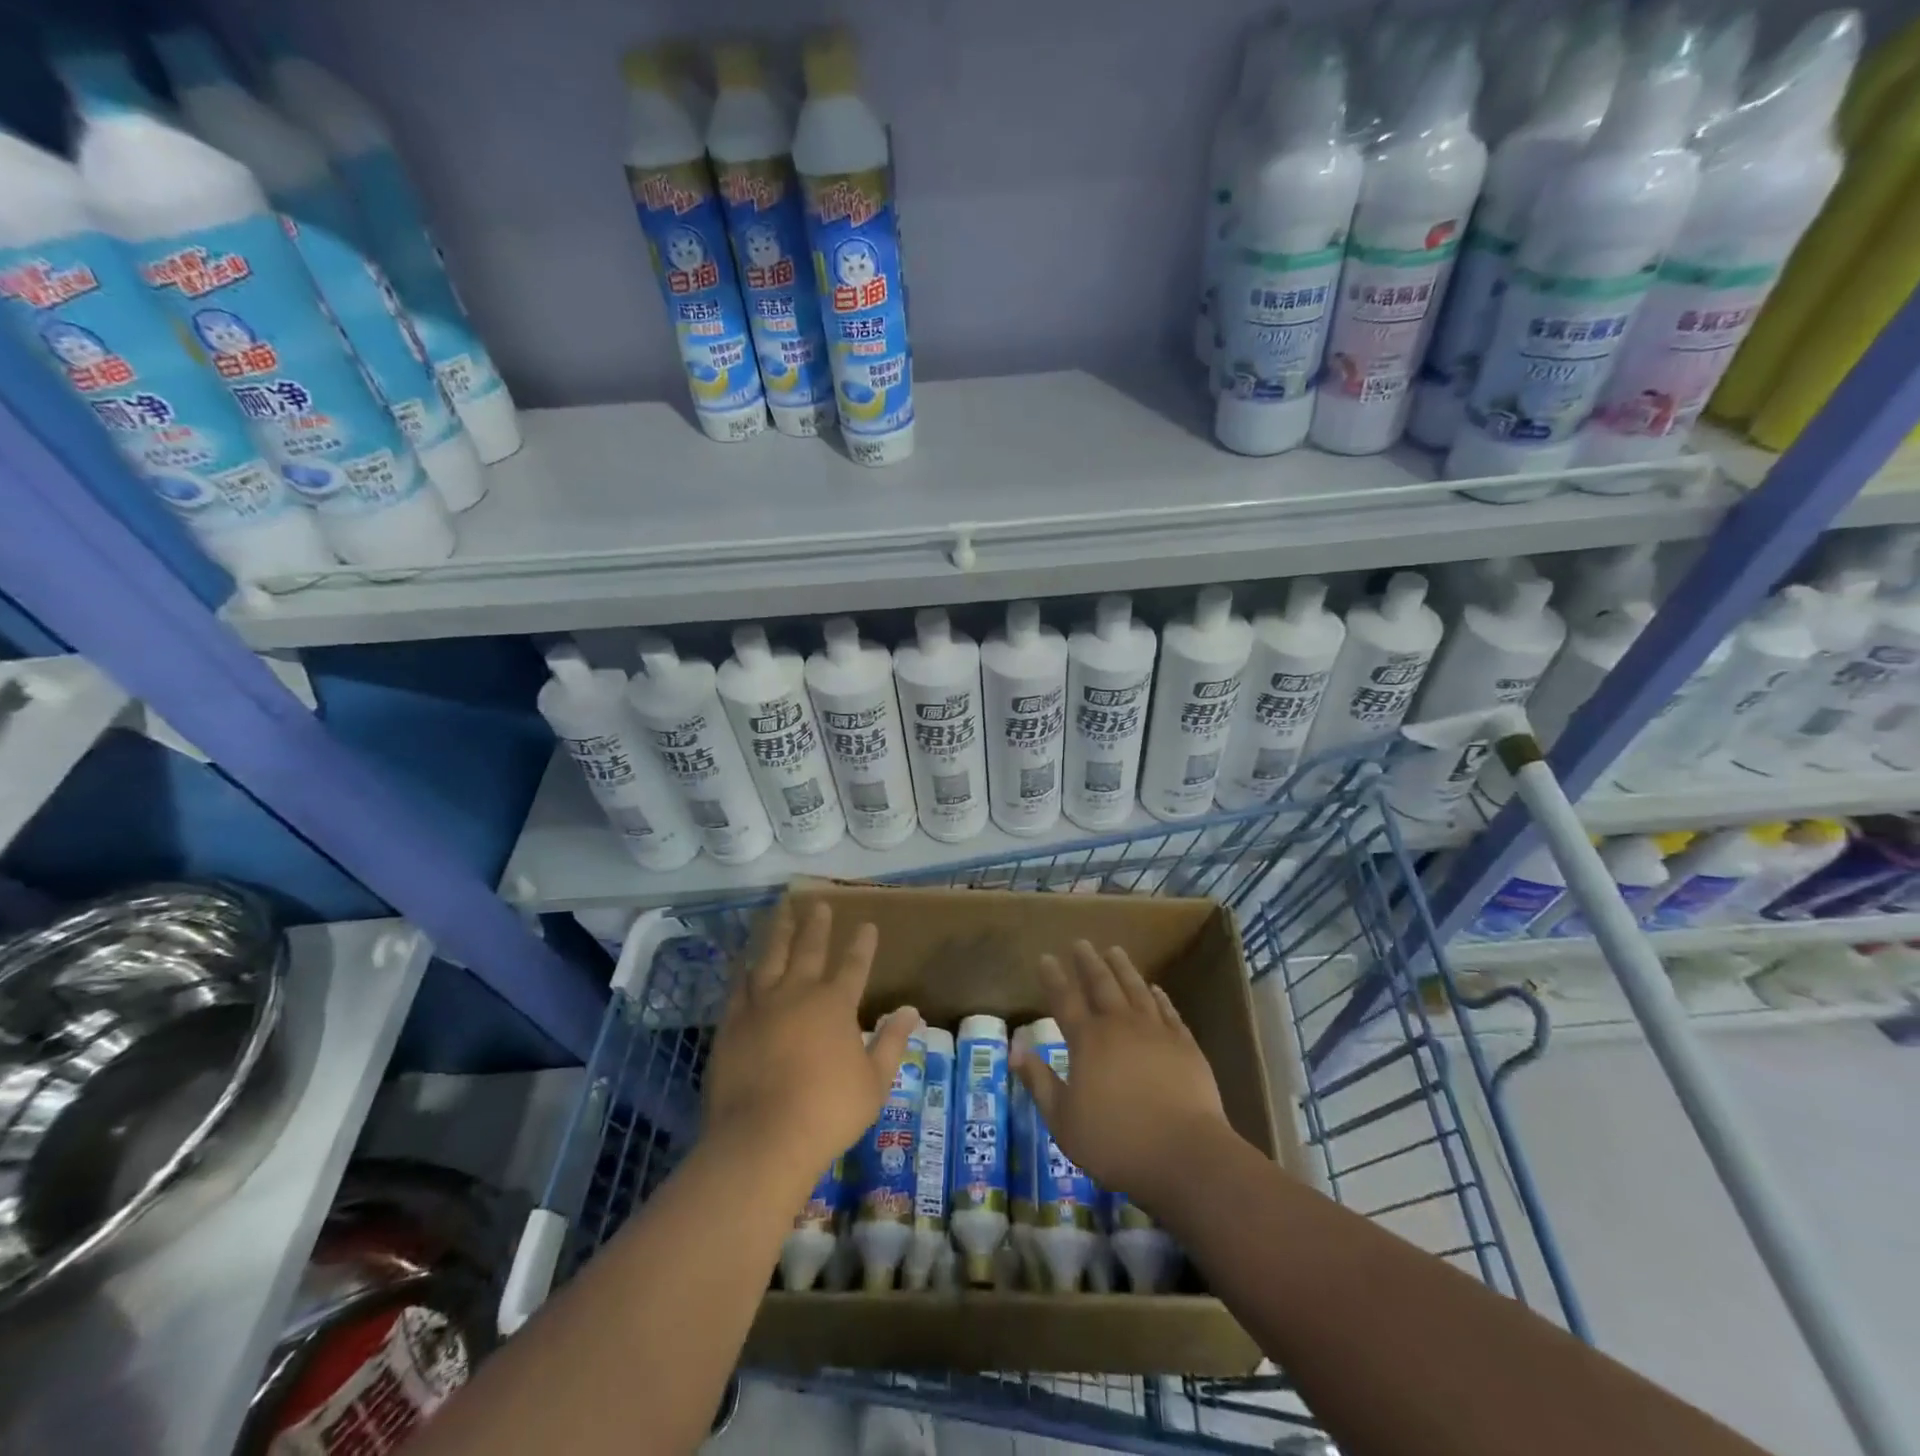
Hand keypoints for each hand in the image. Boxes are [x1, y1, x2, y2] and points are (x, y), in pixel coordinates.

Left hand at [702, 902, 921, 1180]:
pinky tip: (744, 960)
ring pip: (770, 957)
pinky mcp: (731, 1024)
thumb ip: (891, 1042)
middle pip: (809, 949)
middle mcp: (798, 993)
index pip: (854, 964)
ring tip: (782, 911)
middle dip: (816, 925)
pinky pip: (738, 986)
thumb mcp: (874, 1082)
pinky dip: (743, 969)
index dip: (862, 944)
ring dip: (779, 932)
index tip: (866, 924)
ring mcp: (760, 1006)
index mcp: (835, 1004)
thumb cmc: (828, 1112)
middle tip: (818, 903)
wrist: (762, 1139)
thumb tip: (910, 1011)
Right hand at [1014, 940, 1232, 1208]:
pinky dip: (1159, 996)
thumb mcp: (1063, 1119)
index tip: (1045, 957)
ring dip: (1123, 968)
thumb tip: (1015, 1046)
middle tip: (1081, 943)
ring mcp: (1156, 1031)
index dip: (1053, 978)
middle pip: (1102, 984)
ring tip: (1114, 950)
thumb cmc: (1115, 1141)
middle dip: (1088, 962)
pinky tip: (1155, 988)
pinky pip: (1168, 1010)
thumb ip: (1038, 1080)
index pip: (1065, 1000)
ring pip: (1136, 989)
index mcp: (1087, 1041)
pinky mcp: (1185, 1045)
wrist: (1184, 1154)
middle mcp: (1120, 1025)